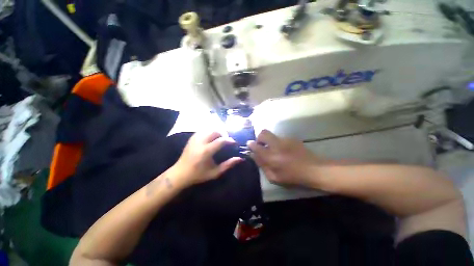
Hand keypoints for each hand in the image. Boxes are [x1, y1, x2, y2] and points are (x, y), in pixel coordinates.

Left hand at [173, 131, 243, 187]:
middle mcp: (200, 142)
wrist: (180, 174)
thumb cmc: (198, 175)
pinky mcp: (192, 138)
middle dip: (223, 134)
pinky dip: (209, 132)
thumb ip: (228, 165)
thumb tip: (240, 159)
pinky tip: (211, 138)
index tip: (234, 143)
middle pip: (215, 131)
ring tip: (220, 139)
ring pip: (209, 129)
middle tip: (227, 141)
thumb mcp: (215, 172)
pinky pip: (203, 131)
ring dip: (217, 132)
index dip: (230, 140)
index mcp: (206, 151)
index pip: (221, 141)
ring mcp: (195, 139)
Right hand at [248, 130, 319, 186]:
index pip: (256, 146)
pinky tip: (283, 151)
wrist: (314, 169)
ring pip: (271, 135)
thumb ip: (262, 165)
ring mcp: (285, 140)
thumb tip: (253, 155)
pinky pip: (279, 138)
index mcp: (271, 156)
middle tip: (261, 146)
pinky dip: (277, 142)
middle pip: (263, 133)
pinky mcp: (292, 139)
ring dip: (268, 140)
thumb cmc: (293, 177)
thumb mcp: (274, 177)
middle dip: (259, 138)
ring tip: (274, 150)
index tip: (250, 145)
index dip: (251, 144)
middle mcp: (277, 145)